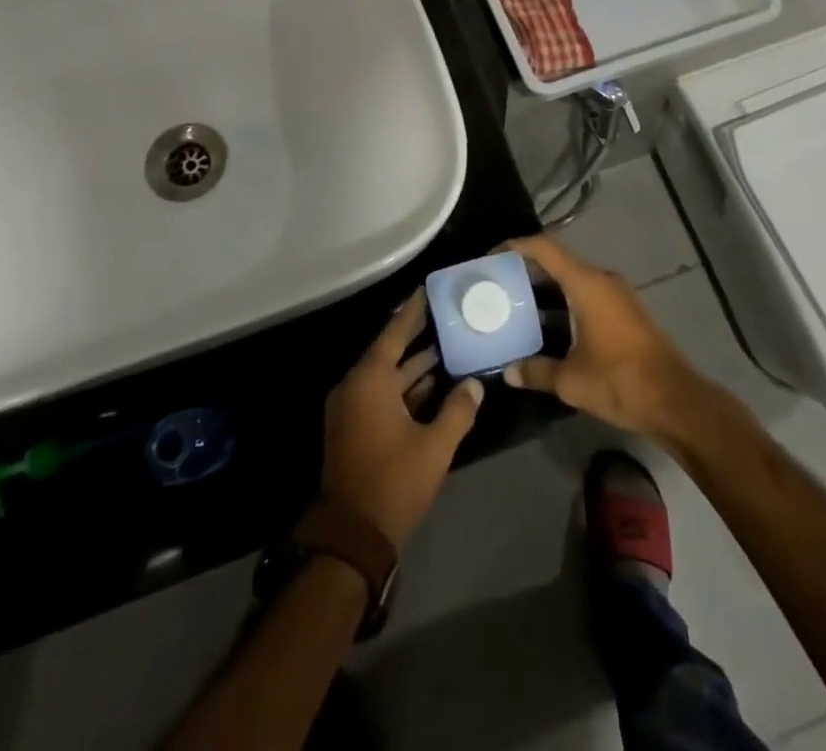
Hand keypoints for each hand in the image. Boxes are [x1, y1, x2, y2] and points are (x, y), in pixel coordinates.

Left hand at [321, 293, 483, 548]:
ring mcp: (351, 408)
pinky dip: (404, 388)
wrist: (352, 535)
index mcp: (369, 381)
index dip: (412, 312)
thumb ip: (458, 411)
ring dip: (414, 364)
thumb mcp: (434, 447)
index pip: (394, 333)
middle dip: (417, 335)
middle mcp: (355, 386)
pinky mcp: (353, 428)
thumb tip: (474, 385)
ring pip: (387, 376)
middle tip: (445, 315)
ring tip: (447, 346)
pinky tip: (432, 385)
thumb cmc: (394, 482)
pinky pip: (380, 395)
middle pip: (389, 351)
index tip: (428, 290)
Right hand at [501, 234, 707, 440]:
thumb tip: (508, 372)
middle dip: (526, 271)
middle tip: (496, 285)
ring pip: (572, 281)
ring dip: (545, 290)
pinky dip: (562, 304)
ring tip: (514, 305)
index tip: (492, 256)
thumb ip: (536, 371)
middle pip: (558, 262)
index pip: (545, 249)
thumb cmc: (620, 380)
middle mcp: (601, 281)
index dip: (517, 246)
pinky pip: (585, 296)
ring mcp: (616, 297)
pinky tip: (545, 328)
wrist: (676, 402)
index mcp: (586, 284)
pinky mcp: (623, 314)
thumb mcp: (571, 380)